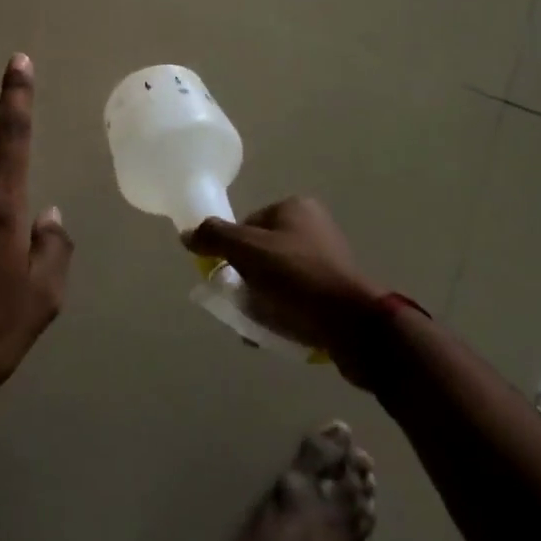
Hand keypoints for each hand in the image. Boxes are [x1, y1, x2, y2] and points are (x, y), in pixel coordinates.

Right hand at [183, 197, 381, 352]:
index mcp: (295, 207)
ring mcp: (328, 260)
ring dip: (262, 299)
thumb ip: (214, 237)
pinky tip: (274, 333)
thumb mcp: (248, 250)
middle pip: (261, 252)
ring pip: (277, 278)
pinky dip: (282, 312)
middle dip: (247, 279)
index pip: (248, 224)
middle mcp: (313, 227)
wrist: (353, 325)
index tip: (230, 276)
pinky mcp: (336, 292)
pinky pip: (297, 298)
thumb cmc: (297, 276)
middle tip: (240, 303)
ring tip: (254, 324)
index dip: (234, 251)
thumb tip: (187, 234)